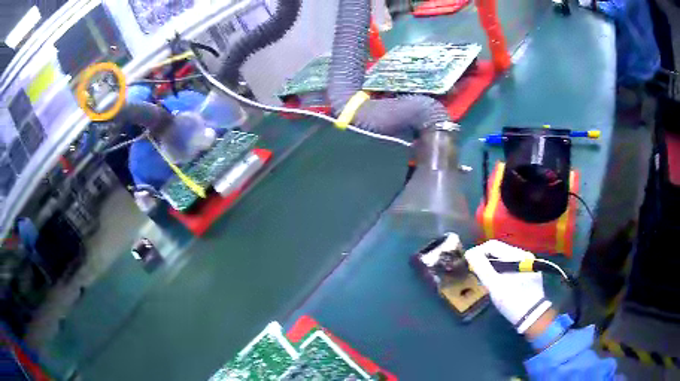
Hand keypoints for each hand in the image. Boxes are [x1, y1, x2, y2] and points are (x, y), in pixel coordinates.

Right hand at [464, 240, 551, 333]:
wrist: (532, 317)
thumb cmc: (513, 301)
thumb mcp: (495, 286)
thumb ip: (482, 268)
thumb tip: (470, 254)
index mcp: (517, 255)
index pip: (492, 245)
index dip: (477, 252)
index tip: (467, 263)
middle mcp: (524, 255)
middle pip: (498, 251)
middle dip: (485, 260)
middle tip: (474, 272)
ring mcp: (528, 263)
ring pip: (504, 259)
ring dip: (492, 266)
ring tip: (484, 278)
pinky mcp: (529, 272)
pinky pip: (510, 266)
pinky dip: (501, 271)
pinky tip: (497, 282)